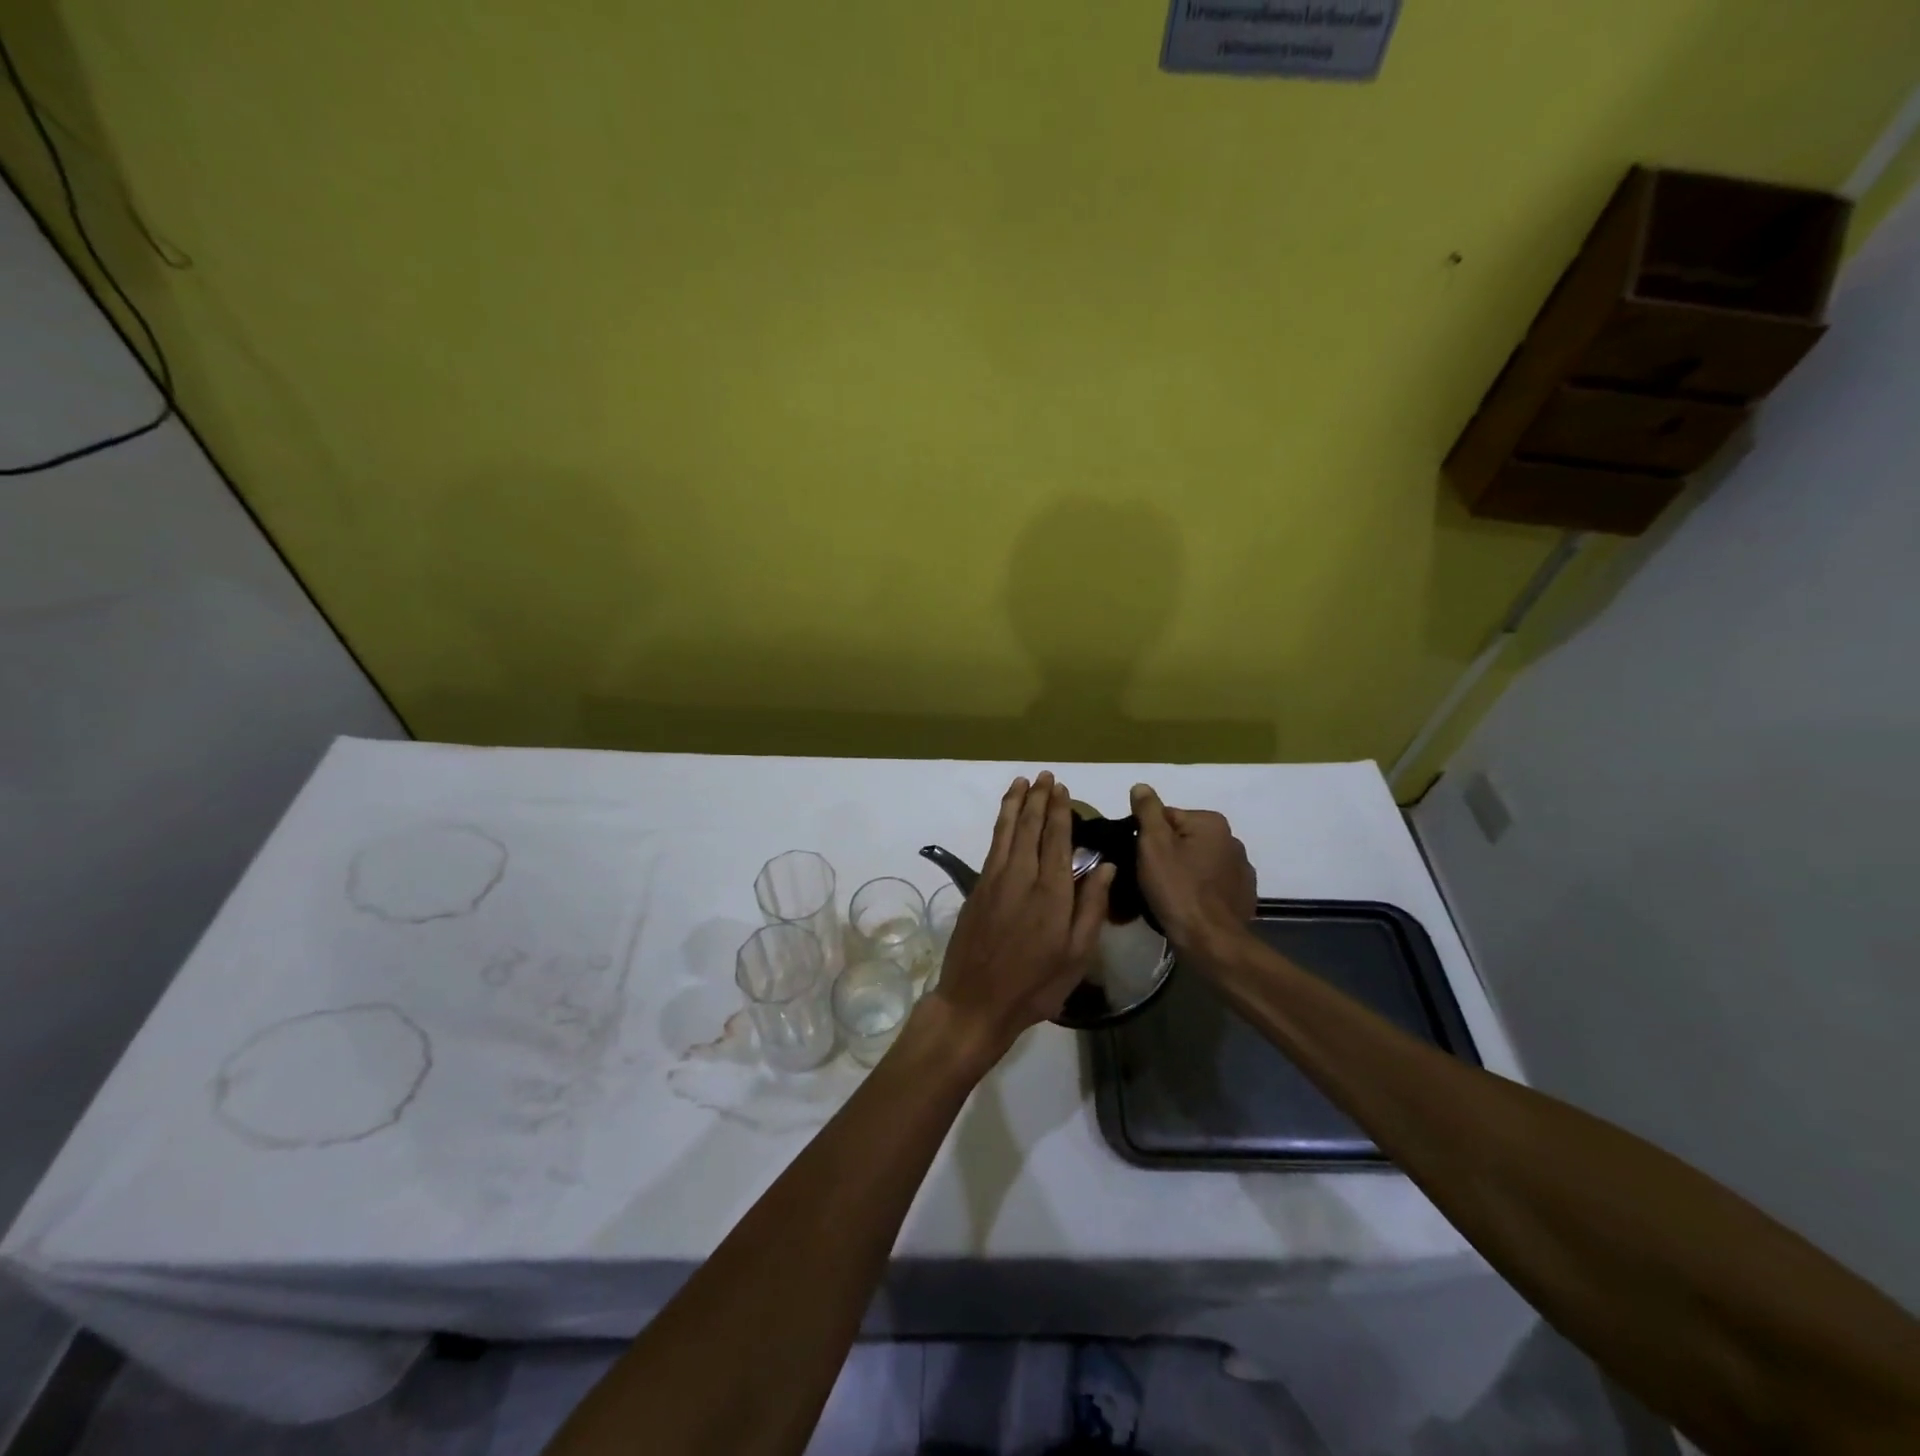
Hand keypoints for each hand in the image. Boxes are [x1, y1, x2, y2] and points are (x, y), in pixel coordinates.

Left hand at [930, 772, 1114, 1060]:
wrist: (976, 1001)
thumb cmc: (1035, 984)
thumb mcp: (1077, 955)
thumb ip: (1091, 907)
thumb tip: (1106, 866)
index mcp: (1051, 892)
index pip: (1056, 838)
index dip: (1059, 811)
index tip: (1062, 789)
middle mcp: (1021, 876)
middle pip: (1029, 827)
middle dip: (1037, 799)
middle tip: (1044, 776)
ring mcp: (994, 879)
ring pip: (1006, 830)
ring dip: (1014, 804)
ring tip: (1021, 782)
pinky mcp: (977, 887)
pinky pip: (992, 845)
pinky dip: (999, 824)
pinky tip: (1004, 817)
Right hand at [1130, 783, 1255, 953]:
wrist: (1210, 941)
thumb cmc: (1177, 889)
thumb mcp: (1153, 845)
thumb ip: (1147, 811)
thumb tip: (1141, 786)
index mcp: (1212, 822)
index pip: (1166, 817)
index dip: (1147, 838)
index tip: (1140, 860)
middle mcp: (1232, 839)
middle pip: (1183, 839)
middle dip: (1167, 854)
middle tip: (1150, 879)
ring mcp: (1242, 869)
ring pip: (1198, 862)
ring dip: (1184, 872)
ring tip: (1167, 895)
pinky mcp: (1243, 895)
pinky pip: (1212, 884)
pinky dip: (1200, 889)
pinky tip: (1188, 905)